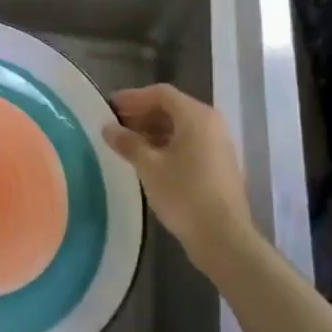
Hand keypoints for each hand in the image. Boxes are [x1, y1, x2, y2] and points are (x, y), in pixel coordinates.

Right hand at [103, 84, 253, 266]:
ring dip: (153, 130)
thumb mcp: (149, 167)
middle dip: (142, 113)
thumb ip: (128, 143)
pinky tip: (148, 160)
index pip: (161, 94)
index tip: (109, 106)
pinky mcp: (219, 165)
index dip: (133, 97)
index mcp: (197, 116)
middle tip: (115, 123)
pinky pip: (189, 143)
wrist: (223, 238)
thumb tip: (108, 128)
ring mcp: (219, 145)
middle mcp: (212, 124)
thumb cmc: (184, 194)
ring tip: (127, 142)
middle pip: (172, 108)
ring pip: (181, 127)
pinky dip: (167, 144)